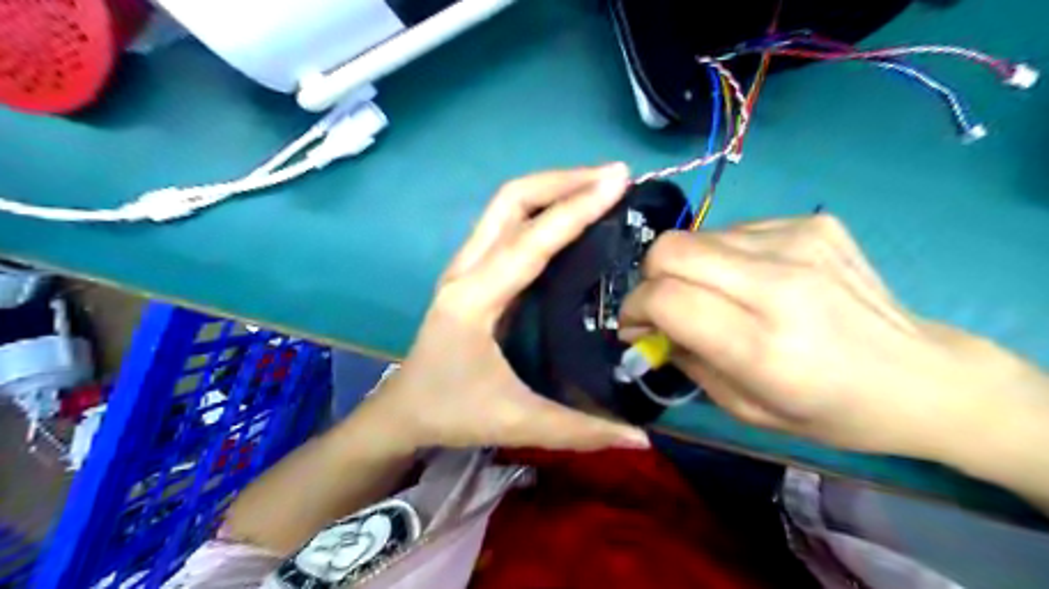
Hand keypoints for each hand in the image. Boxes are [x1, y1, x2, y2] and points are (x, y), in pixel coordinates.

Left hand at [365, 169, 652, 453]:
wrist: (403, 409)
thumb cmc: (452, 412)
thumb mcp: (517, 422)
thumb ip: (581, 430)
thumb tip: (643, 438)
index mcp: (475, 299)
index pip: (531, 241)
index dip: (577, 207)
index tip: (619, 181)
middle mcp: (466, 270)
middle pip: (510, 199)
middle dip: (563, 180)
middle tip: (613, 178)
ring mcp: (465, 266)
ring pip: (506, 205)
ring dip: (552, 188)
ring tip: (599, 187)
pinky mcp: (471, 271)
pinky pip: (506, 223)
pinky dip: (541, 208)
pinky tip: (570, 216)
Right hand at [616, 214, 1044, 459]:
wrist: (921, 376)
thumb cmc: (830, 411)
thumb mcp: (746, 409)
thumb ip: (687, 361)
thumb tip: (647, 329)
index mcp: (762, 344)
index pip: (666, 297)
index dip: (635, 308)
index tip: (635, 326)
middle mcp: (779, 283)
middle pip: (670, 249)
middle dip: (650, 278)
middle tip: (664, 305)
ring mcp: (800, 242)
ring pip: (698, 236)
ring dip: (689, 268)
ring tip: (715, 296)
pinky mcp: (815, 223)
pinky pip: (735, 231)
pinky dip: (725, 257)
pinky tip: (754, 281)